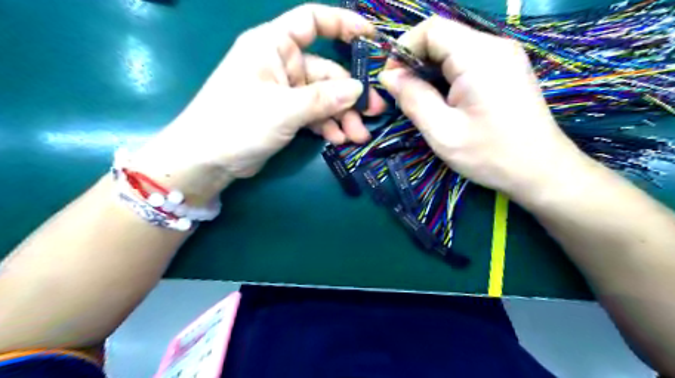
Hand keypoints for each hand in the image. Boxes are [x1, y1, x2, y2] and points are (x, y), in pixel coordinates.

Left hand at [134, 4, 384, 197]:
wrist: (207, 159)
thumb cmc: (237, 123)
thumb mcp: (284, 109)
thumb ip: (323, 99)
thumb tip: (359, 90)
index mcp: (273, 45)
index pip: (312, 21)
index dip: (343, 24)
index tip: (371, 38)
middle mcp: (281, 64)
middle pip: (326, 72)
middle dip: (349, 95)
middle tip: (372, 114)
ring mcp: (284, 91)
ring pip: (323, 98)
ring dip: (341, 116)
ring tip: (357, 136)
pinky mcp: (285, 113)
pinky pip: (313, 114)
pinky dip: (327, 125)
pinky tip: (338, 139)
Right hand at [378, 16, 589, 203]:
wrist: (540, 170)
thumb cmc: (490, 155)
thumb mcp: (442, 132)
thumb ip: (413, 99)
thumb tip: (388, 76)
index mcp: (479, 56)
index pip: (431, 29)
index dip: (403, 49)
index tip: (390, 80)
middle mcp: (494, 45)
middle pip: (442, 36)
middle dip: (414, 61)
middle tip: (402, 94)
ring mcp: (503, 55)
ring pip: (452, 49)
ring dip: (429, 70)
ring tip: (421, 100)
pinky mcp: (505, 68)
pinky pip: (466, 60)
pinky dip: (445, 75)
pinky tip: (442, 99)